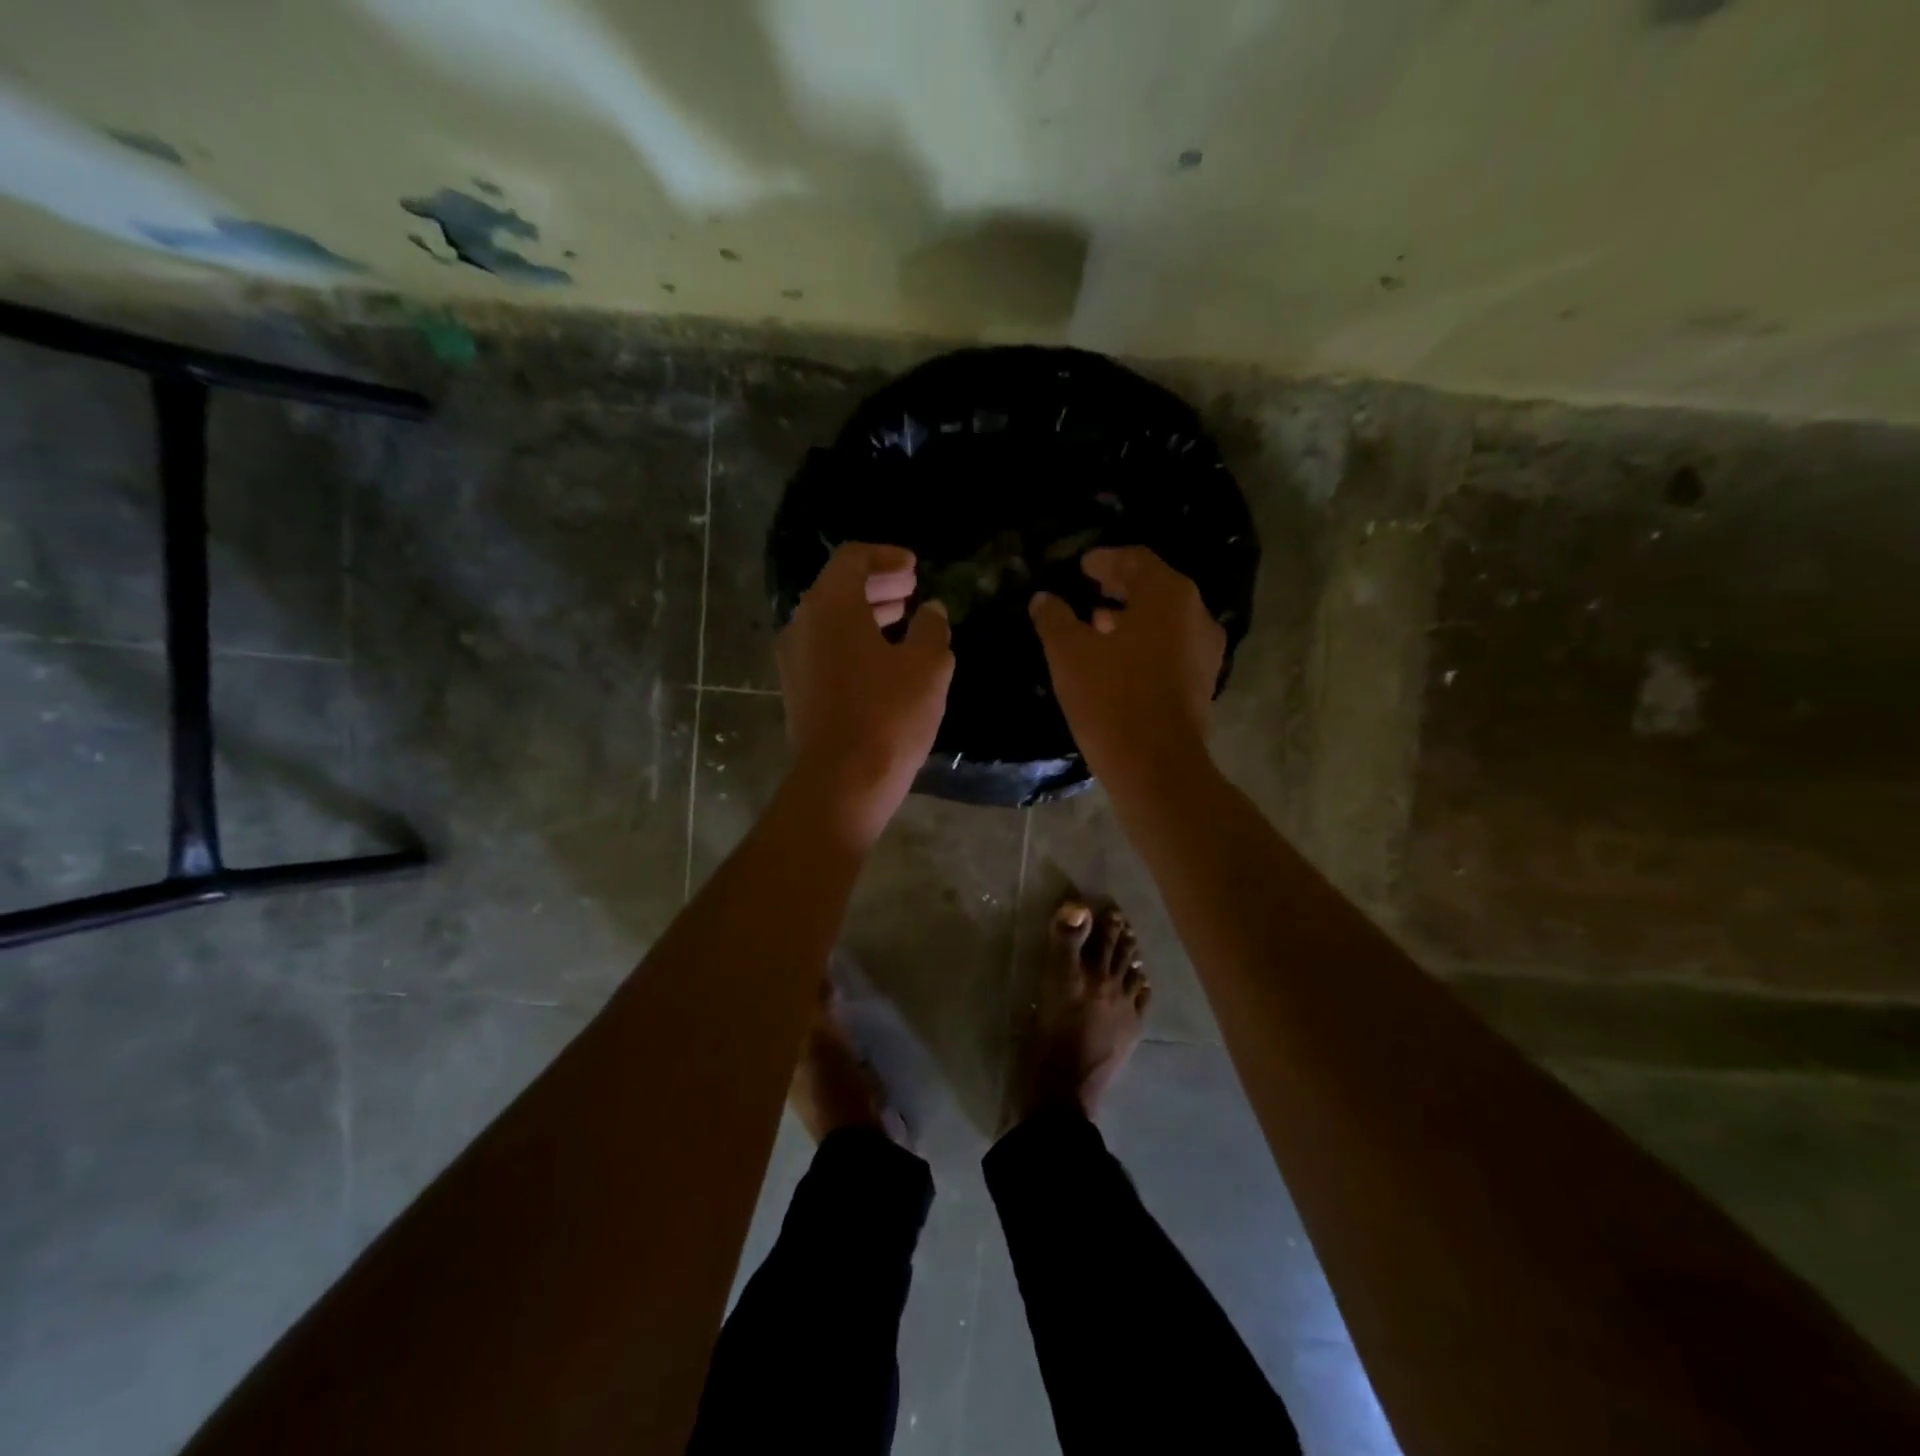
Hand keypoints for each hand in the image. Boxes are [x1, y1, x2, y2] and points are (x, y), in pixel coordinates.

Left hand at [777, 543, 953, 847]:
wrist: (842, 781)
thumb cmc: (889, 715)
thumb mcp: (927, 666)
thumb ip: (932, 629)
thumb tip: (932, 611)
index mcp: (831, 605)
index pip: (852, 558)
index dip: (886, 557)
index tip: (915, 569)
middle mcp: (802, 624)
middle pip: (838, 587)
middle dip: (877, 584)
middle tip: (912, 591)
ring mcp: (794, 659)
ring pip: (830, 620)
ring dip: (866, 614)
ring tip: (903, 622)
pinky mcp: (797, 689)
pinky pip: (825, 648)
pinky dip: (853, 641)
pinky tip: (884, 660)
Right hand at [1029, 546, 1224, 791]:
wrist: (1156, 767)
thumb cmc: (1111, 699)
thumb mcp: (1069, 655)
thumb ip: (1055, 619)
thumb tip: (1044, 599)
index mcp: (1168, 596)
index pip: (1136, 559)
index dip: (1105, 559)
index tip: (1081, 566)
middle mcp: (1196, 615)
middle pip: (1155, 587)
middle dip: (1119, 586)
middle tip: (1087, 590)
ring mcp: (1205, 650)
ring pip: (1164, 619)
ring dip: (1131, 616)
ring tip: (1096, 625)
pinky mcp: (1202, 682)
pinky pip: (1171, 646)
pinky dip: (1144, 642)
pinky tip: (1116, 659)